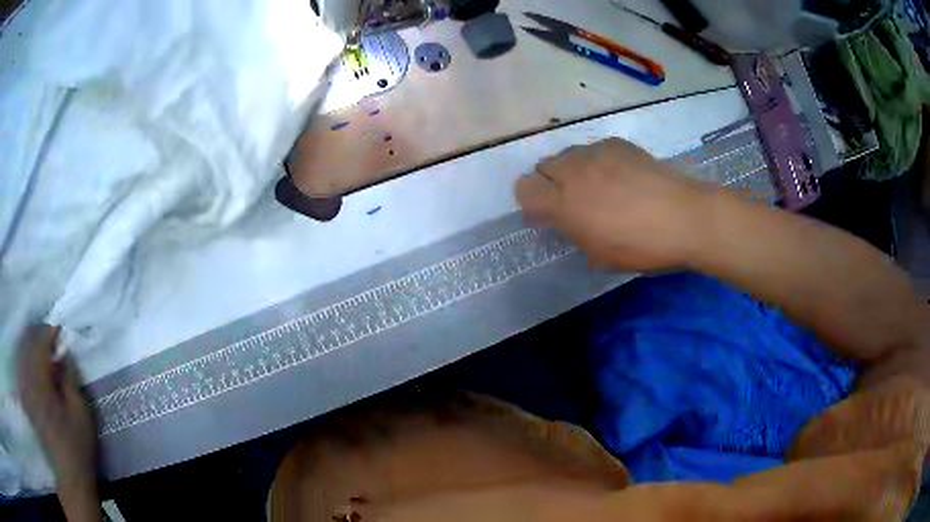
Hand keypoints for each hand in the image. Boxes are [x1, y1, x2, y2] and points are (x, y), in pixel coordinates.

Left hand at [18, 325, 99, 520]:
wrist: (69, 476)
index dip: (52, 333)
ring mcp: (25, 390)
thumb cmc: (77, 446)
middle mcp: (28, 380)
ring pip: (25, 353)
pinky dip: (31, 363)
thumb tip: (65, 352)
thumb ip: (71, 378)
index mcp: (40, 382)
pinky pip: (24, 368)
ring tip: (49, 358)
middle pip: (30, 343)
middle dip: (43, 340)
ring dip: (36, 350)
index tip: (63, 336)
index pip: (40, 340)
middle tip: (57, 347)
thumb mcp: (81, 413)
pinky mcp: (26, 399)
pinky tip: (40, 373)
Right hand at [516, 138, 710, 271]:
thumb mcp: (601, 255)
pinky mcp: (617, 144)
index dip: (532, 202)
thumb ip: (575, 234)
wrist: (685, 218)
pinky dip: (598, 161)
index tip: (549, 215)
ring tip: (600, 185)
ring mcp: (596, 153)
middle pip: (542, 166)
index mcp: (565, 205)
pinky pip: (594, 148)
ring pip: (568, 154)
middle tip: (574, 200)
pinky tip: (622, 175)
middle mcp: (574, 172)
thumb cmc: (643, 247)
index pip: (524, 190)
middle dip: (550, 182)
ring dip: (574, 170)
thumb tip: (567, 223)